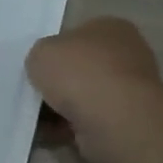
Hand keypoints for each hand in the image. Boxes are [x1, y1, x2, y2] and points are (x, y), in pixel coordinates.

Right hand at [26, 17, 162, 162]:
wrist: (112, 120)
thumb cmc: (79, 73)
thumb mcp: (41, 52)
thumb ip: (40, 56)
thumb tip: (46, 68)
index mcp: (111, 29)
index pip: (78, 35)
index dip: (55, 52)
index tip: (38, 69)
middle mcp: (126, 56)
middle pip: (80, 69)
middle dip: (57, 84)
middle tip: (34, 94)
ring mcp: (128, 91)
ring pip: (83, 98)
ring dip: (60, 109)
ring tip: (37, 118)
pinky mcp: (125, 122)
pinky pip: (87, 122)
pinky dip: (67, 129)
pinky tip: (50, 133)